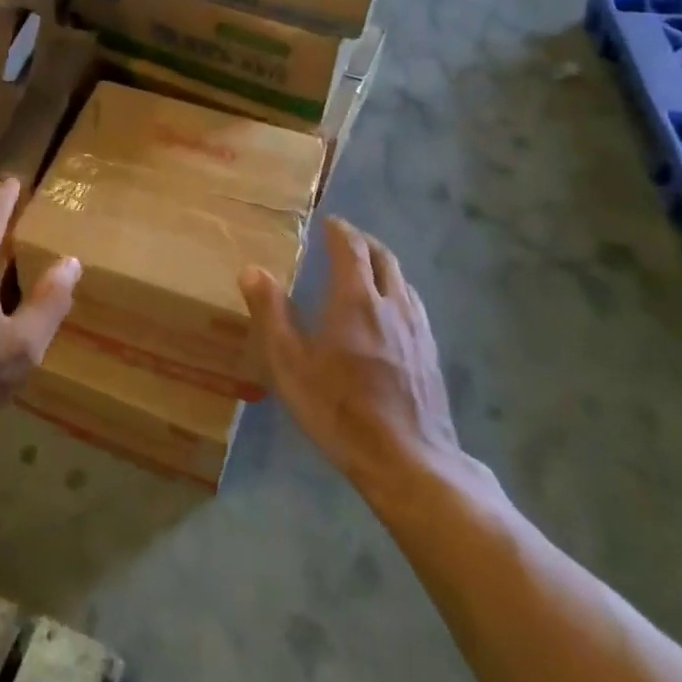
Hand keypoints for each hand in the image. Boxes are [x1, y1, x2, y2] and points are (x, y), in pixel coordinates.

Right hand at [241, 217, 463, 492]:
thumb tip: (251, 269)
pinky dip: (397, 291)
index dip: (339, 230)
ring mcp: (417, 327)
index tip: (328, 222)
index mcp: (356, 299)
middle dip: (364, 242)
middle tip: (345, 240)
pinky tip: (390, 313)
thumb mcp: (290, 365)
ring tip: (366, 271)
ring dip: (383, 265)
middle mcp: (392, 303)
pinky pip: (413, 304)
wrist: (408, 459)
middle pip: (383, 257)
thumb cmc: (340, 409)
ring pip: (402, 280)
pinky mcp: (430, 352)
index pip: (351, 247)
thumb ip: (271, 313)